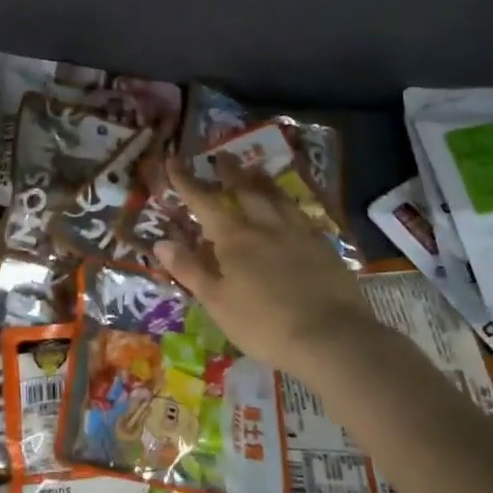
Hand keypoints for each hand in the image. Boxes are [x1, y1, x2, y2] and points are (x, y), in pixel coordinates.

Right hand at [154, 155, 377, 367]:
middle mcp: (265, 226)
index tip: (174, 161)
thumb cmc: (265, 325)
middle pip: (244, 190)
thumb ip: (190, 270)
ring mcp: (297, 232)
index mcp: (234, 238)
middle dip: (230, 172)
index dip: (186, 181)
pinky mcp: (323, 245)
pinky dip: (290, 203)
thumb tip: (161, 242)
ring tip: (255, 169)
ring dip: (262, 181)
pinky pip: (301, 214)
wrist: (331, 337)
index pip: (204, 202)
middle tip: (222, 155)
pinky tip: (291, 207)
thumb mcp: (218, 303)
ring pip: (276, 197)